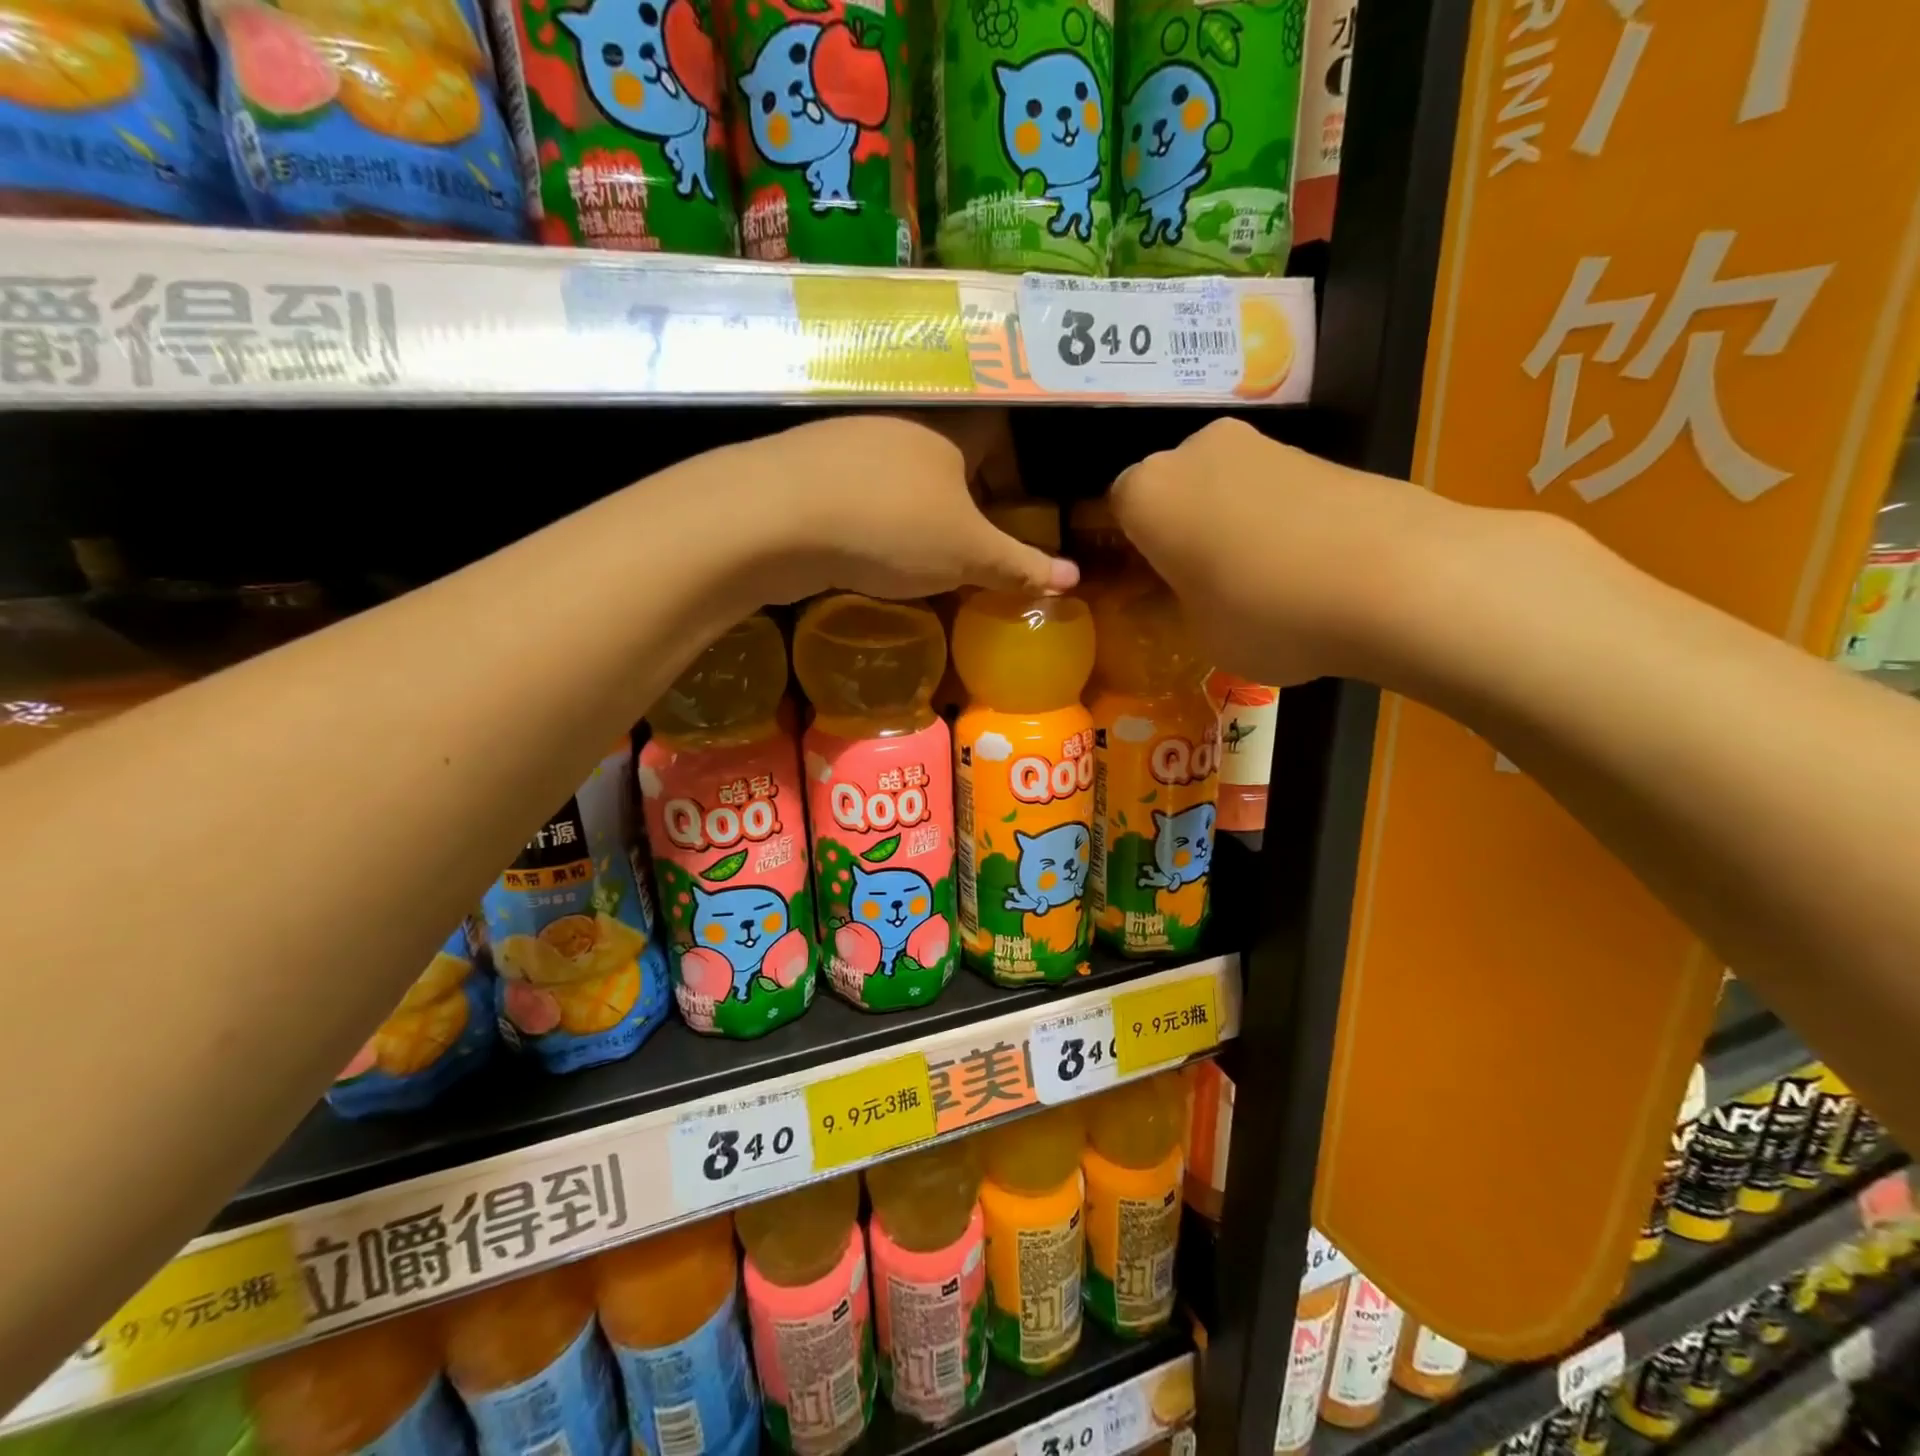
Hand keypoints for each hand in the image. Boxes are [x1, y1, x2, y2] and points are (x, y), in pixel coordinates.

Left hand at [716, 413, 1077, 603]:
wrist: (774, 517)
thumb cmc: (891, 526)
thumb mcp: (967, 555)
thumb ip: (1018, 566)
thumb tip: (1072, 580)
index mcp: (948, 429)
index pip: (996, 432)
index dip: (1010, 472)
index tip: (1011, 514)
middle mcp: (899, 424)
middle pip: (947, 455)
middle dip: (964, 499)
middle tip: (970, 546)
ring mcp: (847, 443)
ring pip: (899, 475)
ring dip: (916, 512)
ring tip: (920, 558)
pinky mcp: (807, 470)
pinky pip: (858, 492)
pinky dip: (872, 520)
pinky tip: (867, 555)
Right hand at [1108, 418, 1460, 685]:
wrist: (1396, 577)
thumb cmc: (1265, 614)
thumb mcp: (1198, 632)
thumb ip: (1172, 605)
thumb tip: (1169, 596)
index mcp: (1146, 493)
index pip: (1116, 514)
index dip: (1131, 555)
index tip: (1149, 590)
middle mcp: (1194, 452)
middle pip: (1170, 491)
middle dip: (1178, 532)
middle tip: (1197, 585)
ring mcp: (1260, 445)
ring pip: (1220, 487)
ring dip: (1225, 524)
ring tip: (1256, 581)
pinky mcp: (1315, 452)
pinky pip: (1268, 489)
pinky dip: (1271, 520)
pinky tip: (1298, 564)